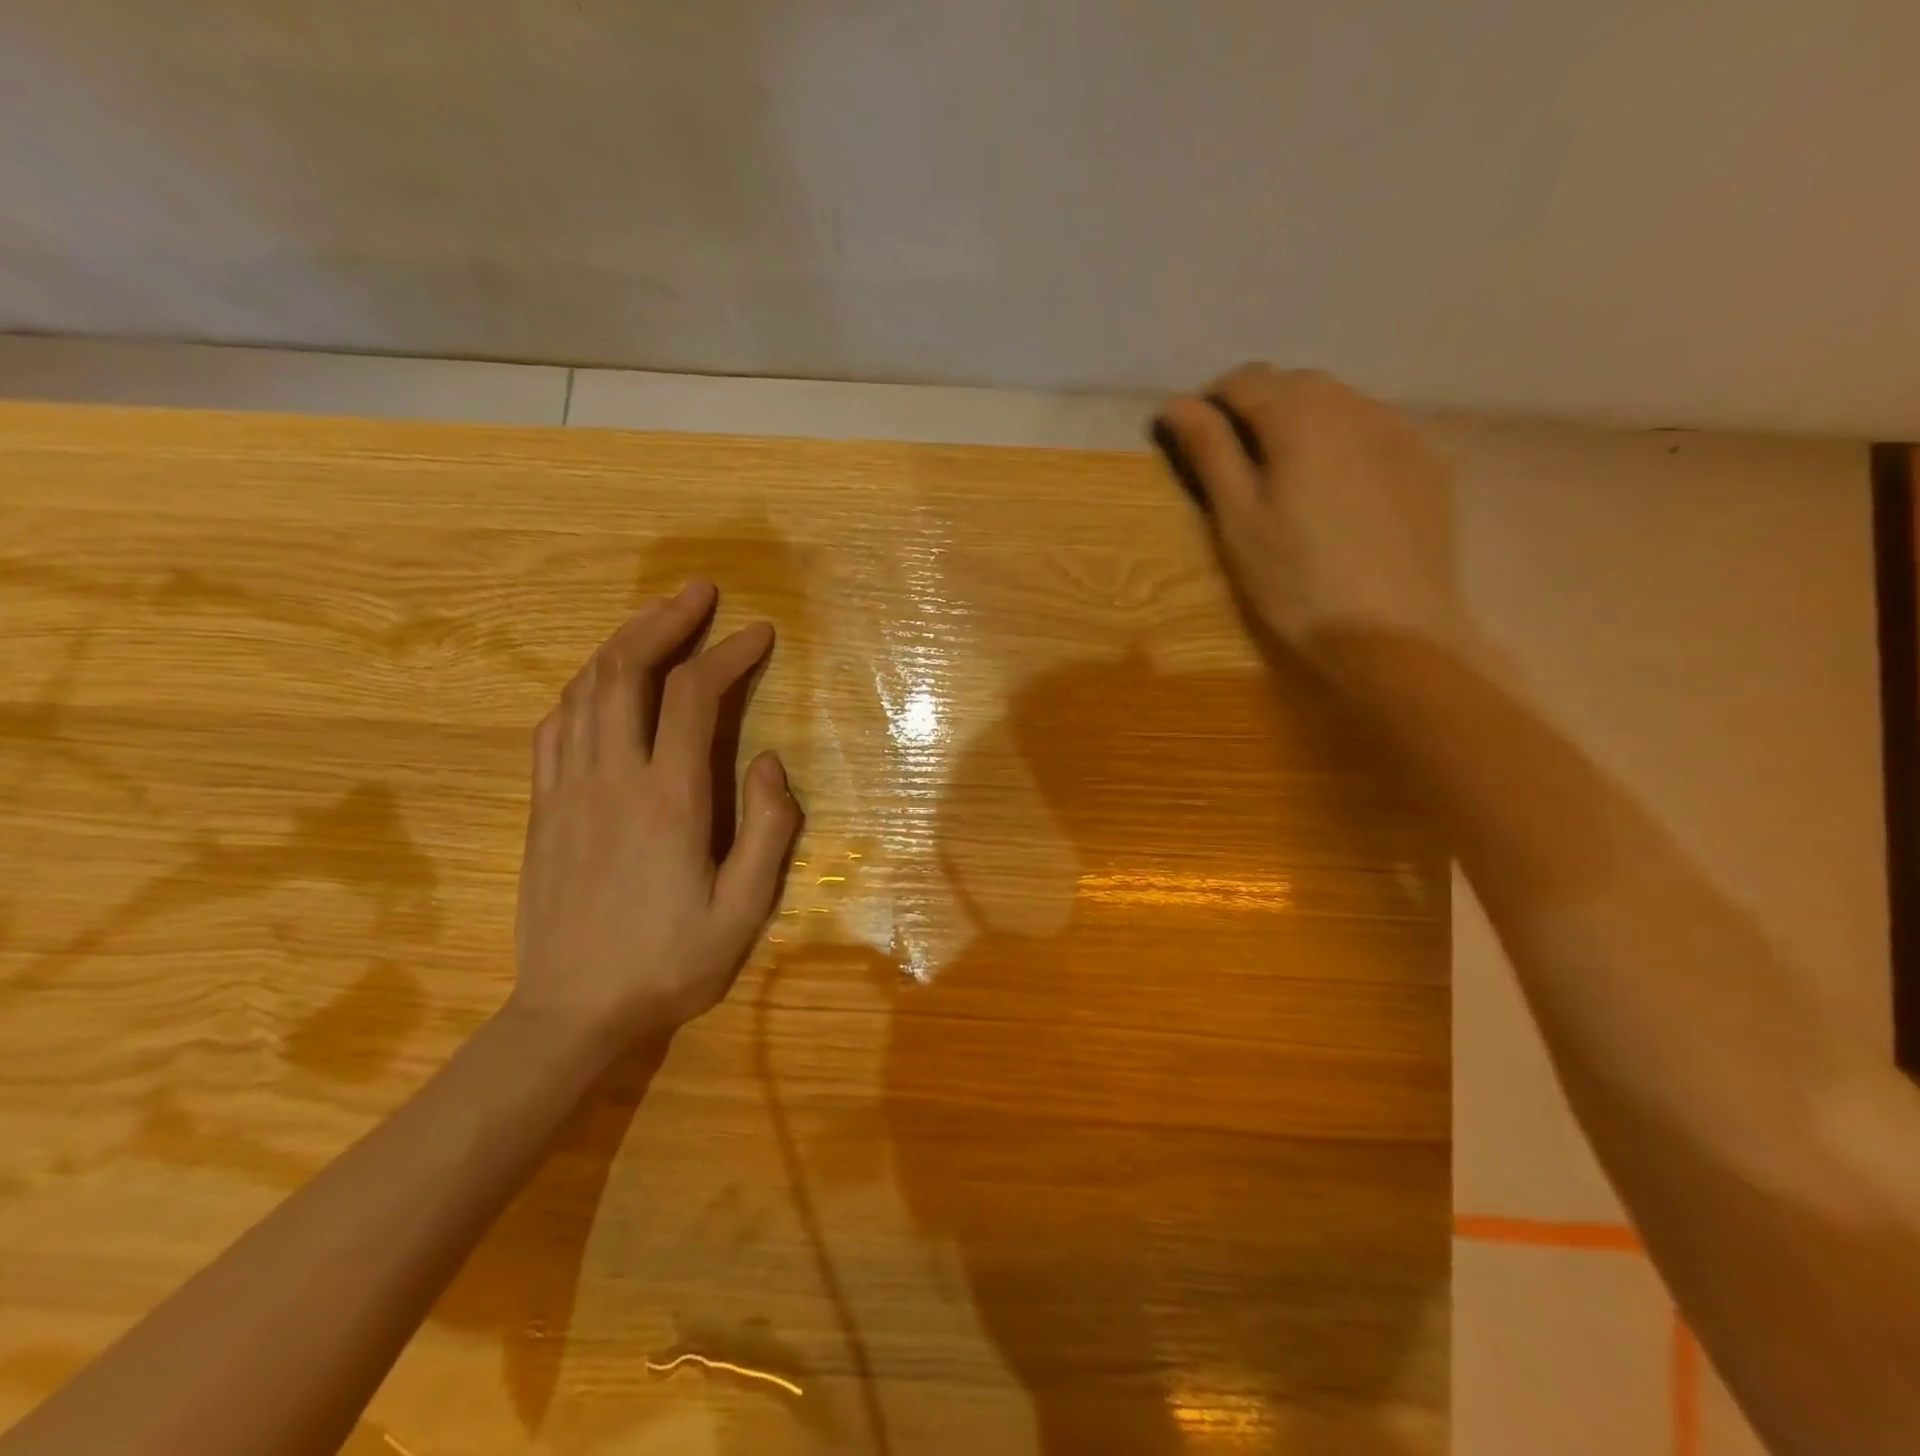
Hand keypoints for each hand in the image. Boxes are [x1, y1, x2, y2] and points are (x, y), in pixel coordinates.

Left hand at [509, 580, 800, 1051]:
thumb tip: (769, 761)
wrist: (572, 1014)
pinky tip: (602, 683)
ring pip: (585, 689)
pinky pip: (554, 726)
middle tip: (699, 593)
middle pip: (627, 671)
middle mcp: (612, 779)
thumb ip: (768, 829)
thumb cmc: (669, 964)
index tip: (758, 633)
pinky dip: (583, 688)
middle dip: (665, 621)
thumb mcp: (744, 910)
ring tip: (656, 620)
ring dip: (622, 643)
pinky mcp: (541, 808)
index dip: (728, 653)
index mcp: (668, 800)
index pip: (695, 697)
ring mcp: (566, 790)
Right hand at [1155, 365, 1468, 669]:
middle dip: (1261, 407)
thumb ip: (1210, 452)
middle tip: (1239, 462)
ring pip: (1341, 404)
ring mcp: (1401, 432)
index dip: (1213, 403)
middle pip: (1296, 384)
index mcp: (1301, 416)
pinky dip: (1347, 442)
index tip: (1198, 440)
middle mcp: (1356, 406)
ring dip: (1305, 421)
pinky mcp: (1429, 464)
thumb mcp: (1238, 519)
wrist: (1391, 632)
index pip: (1246, 380)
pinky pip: (1377, 431)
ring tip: (1288, 474)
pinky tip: (1340, 489)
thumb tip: (1178, 403)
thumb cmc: (1295, 580)